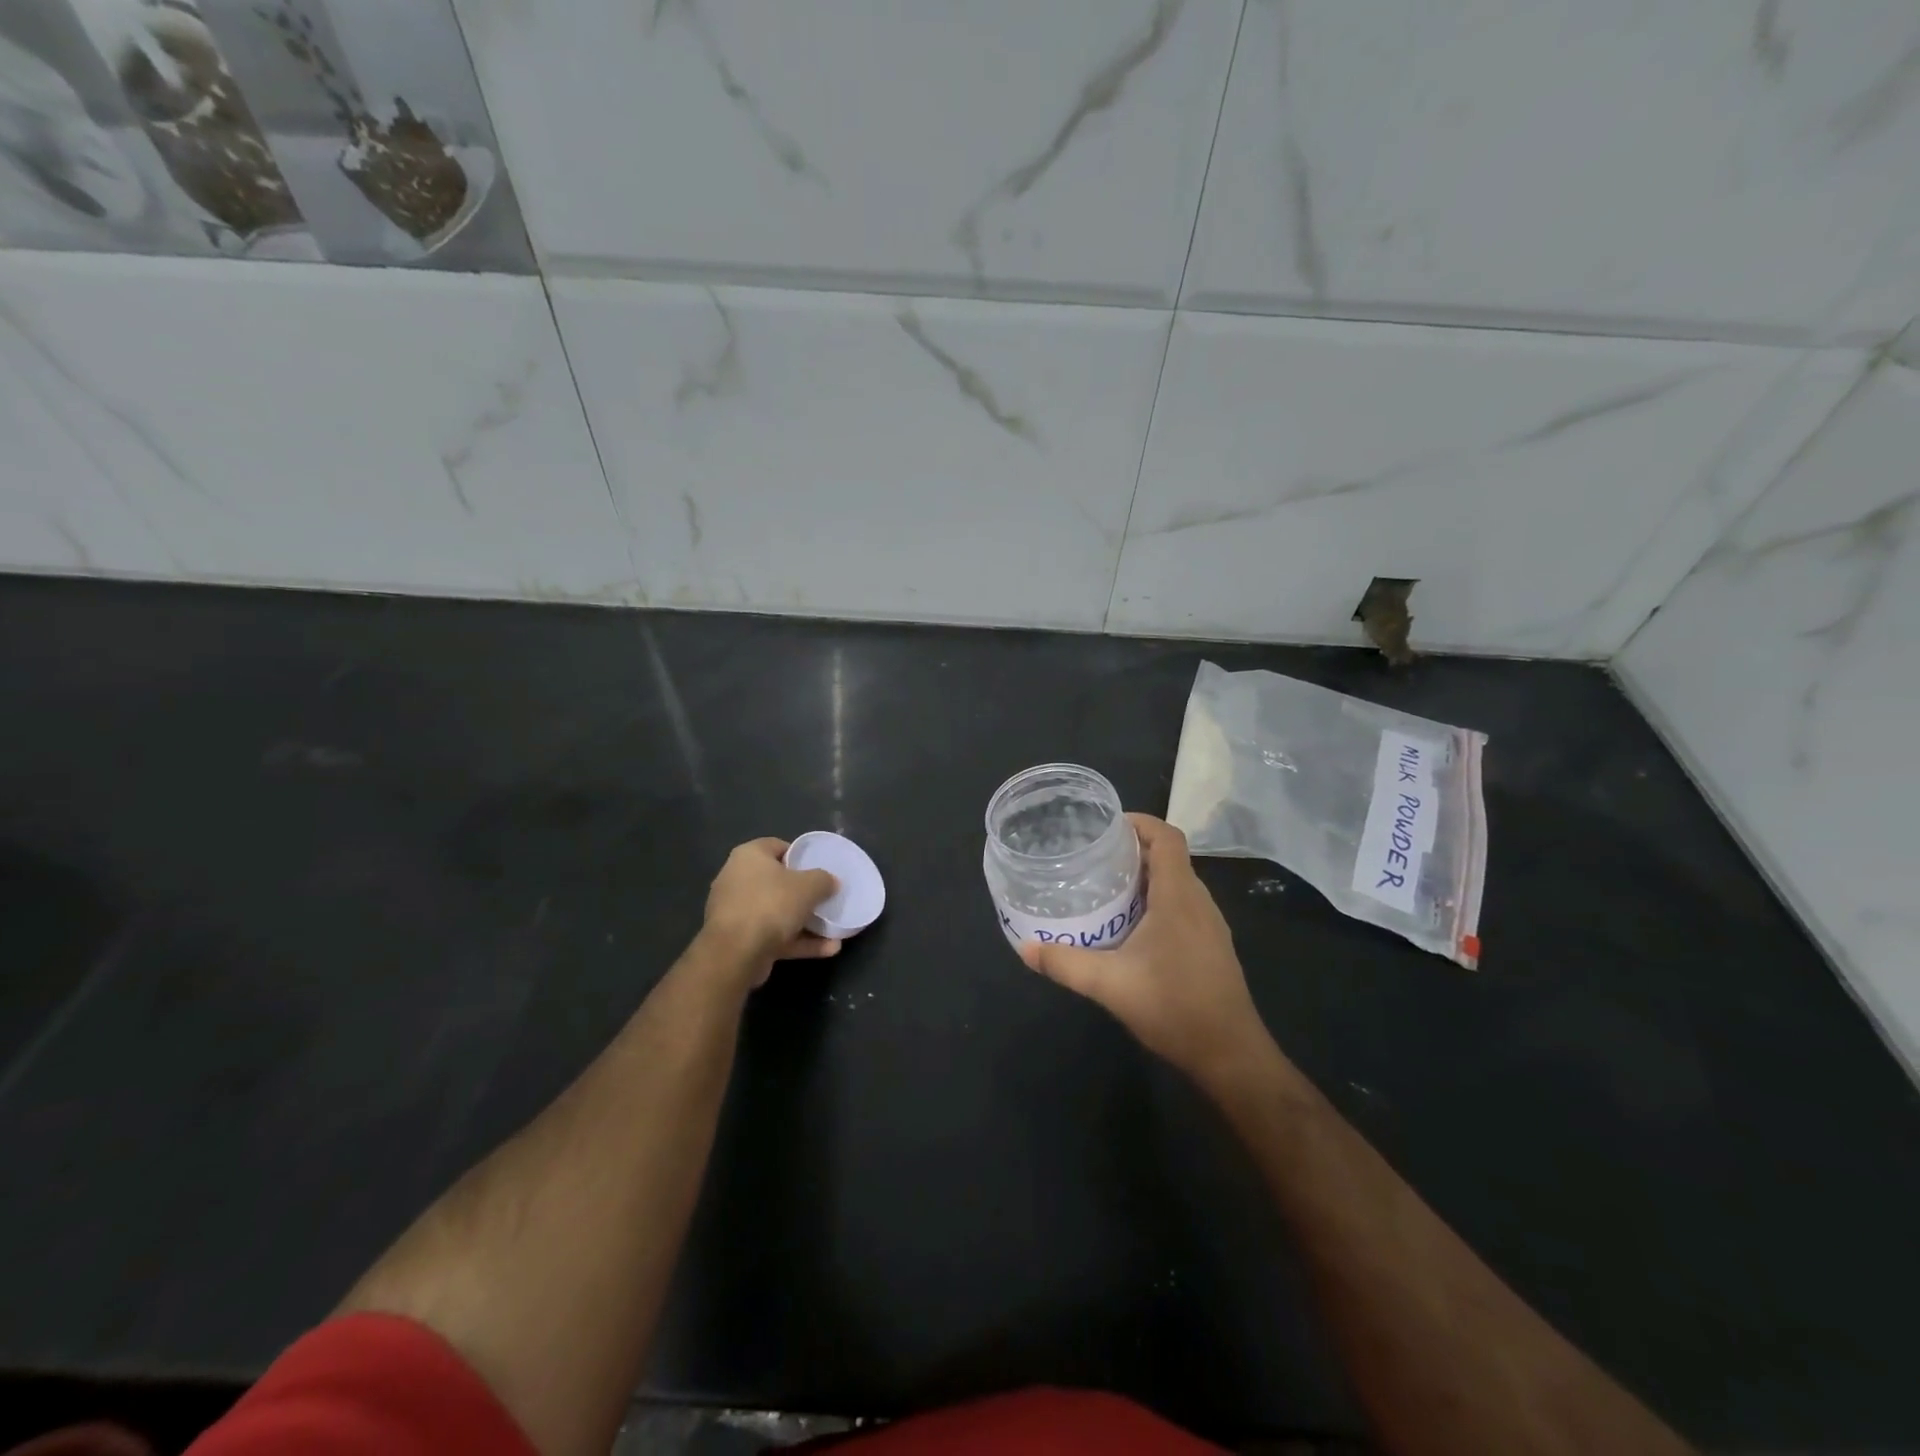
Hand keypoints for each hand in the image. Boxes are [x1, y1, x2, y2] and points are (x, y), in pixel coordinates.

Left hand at [701, 838, 841, 982]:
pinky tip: (827, 949)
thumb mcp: (809, 886)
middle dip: (803, 892)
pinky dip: (797, 941)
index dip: (800, 855)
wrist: (736, 954)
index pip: (777, 846)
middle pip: (777, 881)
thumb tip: (831, 882)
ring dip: (805, 922)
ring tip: (834, 930)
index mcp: (749, 856)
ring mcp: (736, 911)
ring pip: (776, 912)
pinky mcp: (738, 939)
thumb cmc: (772, 905)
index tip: (819, 868)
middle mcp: (737, 879)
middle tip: (825, 897)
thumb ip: (824, 880)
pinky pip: (773, 935)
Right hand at [1020, 815, 1271, 1088]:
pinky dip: (1157, 901)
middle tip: (1094, 857)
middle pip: (1170, 857)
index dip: (1140, 822)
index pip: (1167, 837)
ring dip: (1145, 877)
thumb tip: (1026, 948)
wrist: (1230, 1054)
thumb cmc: (1174, 1007)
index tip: (1107, 825)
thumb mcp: (1110, 984)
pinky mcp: (1211, 946)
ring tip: (1107, 887)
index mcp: (1178, 896)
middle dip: (1134, 850)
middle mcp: (1199, 902)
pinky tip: (1131, 926)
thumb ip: (1066, 963)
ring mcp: (1210, 925)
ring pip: (1177, 883)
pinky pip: (1183, 906)